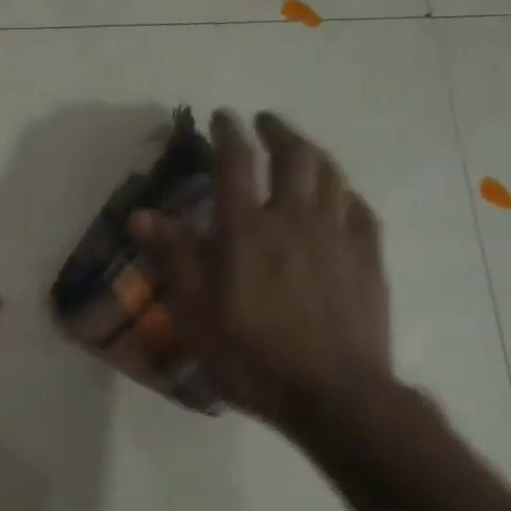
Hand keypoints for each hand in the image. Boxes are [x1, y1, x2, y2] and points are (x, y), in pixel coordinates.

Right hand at [130, 110, 391, 434]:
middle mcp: (294, 217)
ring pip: (329, 172)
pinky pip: (358, 206)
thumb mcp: (195, 315)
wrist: (333, 394)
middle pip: (292, 154)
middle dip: (275, 130)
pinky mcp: (368, 255)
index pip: (235, 162)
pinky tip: (338, 196)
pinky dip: (343, 190)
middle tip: (264, 122)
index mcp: (246, 230)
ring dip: (311, 150)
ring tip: (299, 147)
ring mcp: (337, 233)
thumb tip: (142, 213)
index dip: (227, 132)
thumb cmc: (253, 359)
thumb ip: (173, 259)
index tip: (222, 117)